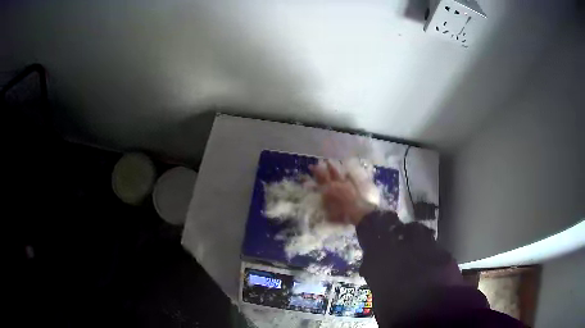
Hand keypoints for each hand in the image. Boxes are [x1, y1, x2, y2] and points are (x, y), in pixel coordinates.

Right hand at [310, 161, 373, 224]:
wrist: (358, 211)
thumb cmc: (341, 214)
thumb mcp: (329, 213)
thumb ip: (324, 206)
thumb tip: (321, 202)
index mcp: (327, 191)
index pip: (317, 182)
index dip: (311, 178)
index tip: (307, 171)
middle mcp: (334, 185)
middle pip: (325, 175)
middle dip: (318, 170)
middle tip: (313, 165)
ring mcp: (344, 184)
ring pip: (336, 173)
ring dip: (331, 167)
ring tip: (328, 162)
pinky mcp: (352, 185)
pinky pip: (348, 178)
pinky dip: (346, 175)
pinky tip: (346, 173)